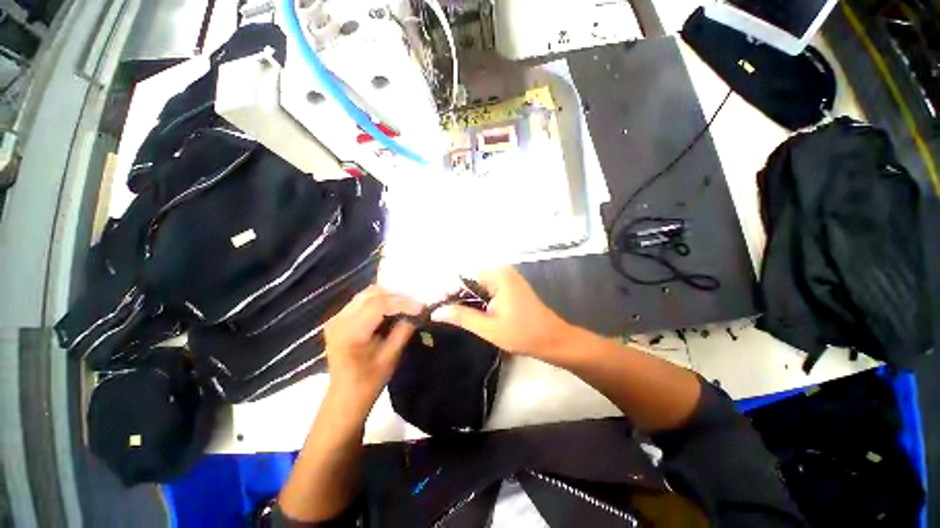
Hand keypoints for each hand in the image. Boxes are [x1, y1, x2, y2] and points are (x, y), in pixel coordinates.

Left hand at [324, 285, 422, 405]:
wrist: (345, 397)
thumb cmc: (368, 382)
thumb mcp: (390, 357)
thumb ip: (403, 331)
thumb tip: (418, 312)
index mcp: (350, 333)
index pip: (379, 305)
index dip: (403, 303)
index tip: (421, 307)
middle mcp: (339, 320)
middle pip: (372, 294)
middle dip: (396, 296)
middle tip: (414, 305)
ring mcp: (336, 318)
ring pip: (367, 294)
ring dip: (388, 297)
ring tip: (404, 306)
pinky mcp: (339, 319)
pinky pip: (362, 301)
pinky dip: (379, 301)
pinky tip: (390, 310)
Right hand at [431, 267, 573, 358]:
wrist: (553, 340)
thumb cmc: (522, 334)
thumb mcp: (488, 327)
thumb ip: (462, 316)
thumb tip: (437, 311)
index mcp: (497, 275)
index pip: (464, 276)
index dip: (448, 290)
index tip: (437, 307)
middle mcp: (502, 271)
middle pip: (470, 279)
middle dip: (456, 295)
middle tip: (443, 313)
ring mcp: (507, 278)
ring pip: (478, 284)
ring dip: (466, 298)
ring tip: (452, 314)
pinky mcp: (510, 286)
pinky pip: (487, 288)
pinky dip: (477, 299)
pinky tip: (469, 312)